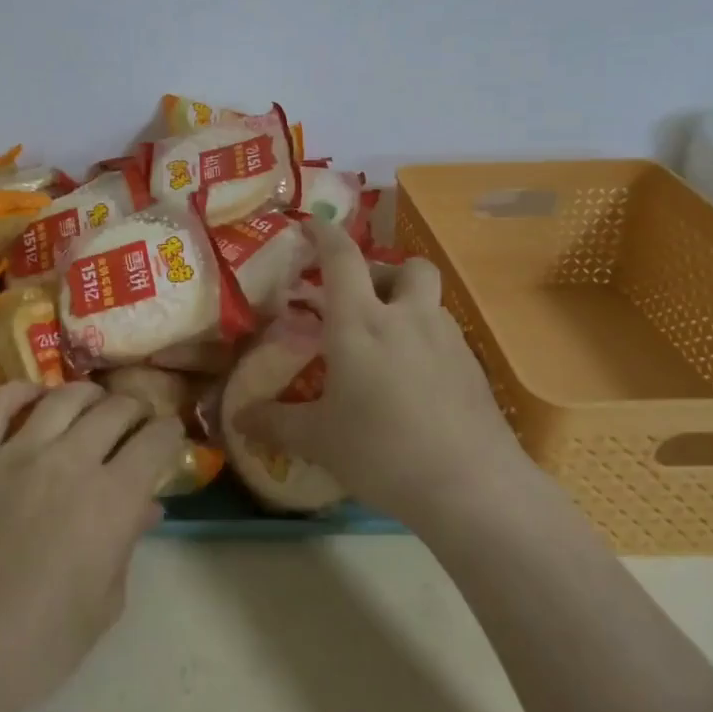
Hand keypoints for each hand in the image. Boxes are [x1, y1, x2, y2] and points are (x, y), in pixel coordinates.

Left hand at [0, 381, 185, 711]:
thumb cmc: (40, 645)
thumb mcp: (105, 603)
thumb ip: (128, 542)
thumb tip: (147, 504)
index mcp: (110, 500)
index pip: (154, 442)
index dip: (169, 432)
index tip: (169, 433)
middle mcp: (68, 462)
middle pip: (114, 410)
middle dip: (134, 409)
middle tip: (135, 420)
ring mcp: (14, 453)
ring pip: (61, 398)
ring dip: (87, 395)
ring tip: (92, 403)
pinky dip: (18, 392)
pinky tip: (32, 396)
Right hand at [236, 218, 528, 527]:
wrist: (472, 487)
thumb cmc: (382, 450)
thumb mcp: (318, 439)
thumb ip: (275, 423)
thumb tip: (238, 418)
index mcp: (360, 322)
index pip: (341, 257)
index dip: (325, 234)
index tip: (311, 224)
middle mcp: (407, 318)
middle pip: (405, 266)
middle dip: (382, 271)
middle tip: (359, 301)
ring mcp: (447, 340)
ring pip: (430, 300)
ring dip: (407, 306)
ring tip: (387, 345)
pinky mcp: (474, 368)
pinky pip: (445, 336)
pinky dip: (426, 342)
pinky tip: (415, 384)